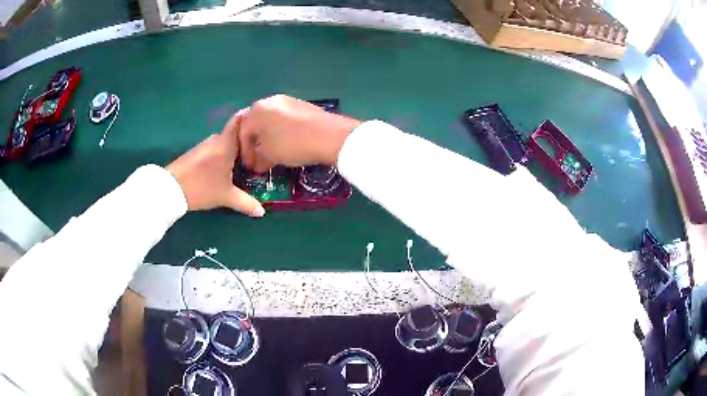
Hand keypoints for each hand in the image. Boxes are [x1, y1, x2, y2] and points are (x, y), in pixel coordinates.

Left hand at [166, 112, 264, 215]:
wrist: (170, 188)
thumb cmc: (202, 187)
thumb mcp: (226, 196)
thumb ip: (245, 203)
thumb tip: (261, 212)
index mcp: (226, 143)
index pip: (239, 120)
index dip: (250, 118)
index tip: (262, 124)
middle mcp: (216, 139)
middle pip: (234, 134)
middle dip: (246, 142)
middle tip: (259, 152)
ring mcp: (204, 145)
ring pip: (224, 143)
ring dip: (233, 150)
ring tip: (244, 163)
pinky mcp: (195, 153)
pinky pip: (214, 149)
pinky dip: (222, 155)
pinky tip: (225, 169)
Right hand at [238, 95, 361, 171]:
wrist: (330, 136)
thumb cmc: (293, 144)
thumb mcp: (270, 155)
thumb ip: (258, 158)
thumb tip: (256, 163)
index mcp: (257, 110)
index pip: (242, 132)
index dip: (244, 152)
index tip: (249, 166)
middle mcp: (270, 101)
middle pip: (256, 123)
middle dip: (255, 142)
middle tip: (258, 158)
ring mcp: (287, 101)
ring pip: (270, 121)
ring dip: (268, 137)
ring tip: (272, 153)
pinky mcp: (302, 105)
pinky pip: (284, 119)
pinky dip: (281, 132)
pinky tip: (287, 143)